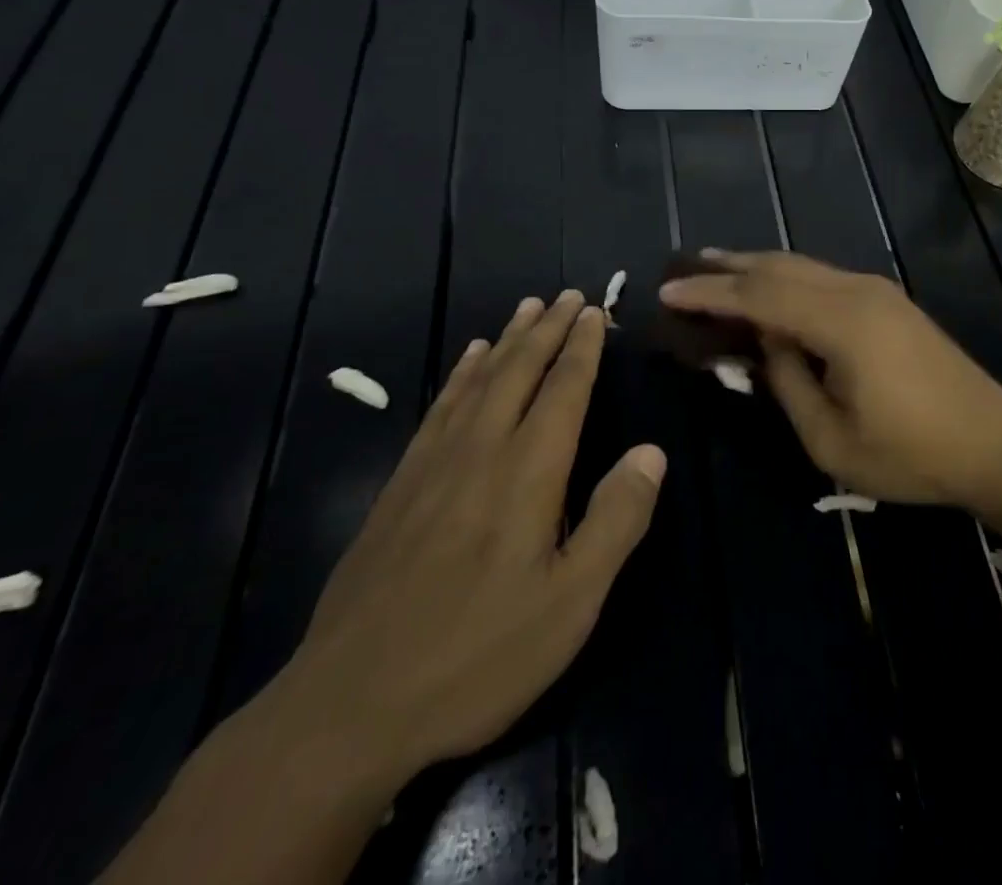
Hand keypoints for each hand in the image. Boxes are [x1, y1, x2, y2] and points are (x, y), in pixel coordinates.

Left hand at [274, 291, 664, 785]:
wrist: (349, 706)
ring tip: (525, 308)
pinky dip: (460, 375)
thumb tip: (651, 452)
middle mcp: (481, 451)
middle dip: (548, 329)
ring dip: (507, 340)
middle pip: (520, 372)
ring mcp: (433, 465)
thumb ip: (616, 521)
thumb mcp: (570, 603)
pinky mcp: (399, 487)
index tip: (593, 311)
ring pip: (479, 381)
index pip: (563, 390)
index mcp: (528, 473)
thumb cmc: (477, 656)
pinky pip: (439, 408)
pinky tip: (468, 362)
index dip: (581, 348)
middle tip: (568, 294)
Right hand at [660, 251, 1001, 509]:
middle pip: (779, 267)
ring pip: (803, 266)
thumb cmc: (911, 454)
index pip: (759, 296)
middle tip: (684, 266)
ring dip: (757, 267)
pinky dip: (786, 278)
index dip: (709, 293)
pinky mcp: (888, 301)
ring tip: (717, 267)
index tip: (667, 290)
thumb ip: (787, 383)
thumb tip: (763, 345)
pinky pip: (823, 277)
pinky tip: (772, 289)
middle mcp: (857, 290)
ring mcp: (877, 291)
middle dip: (729, 266)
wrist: (995, 443)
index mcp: (842, 321)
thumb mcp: (831, 439)